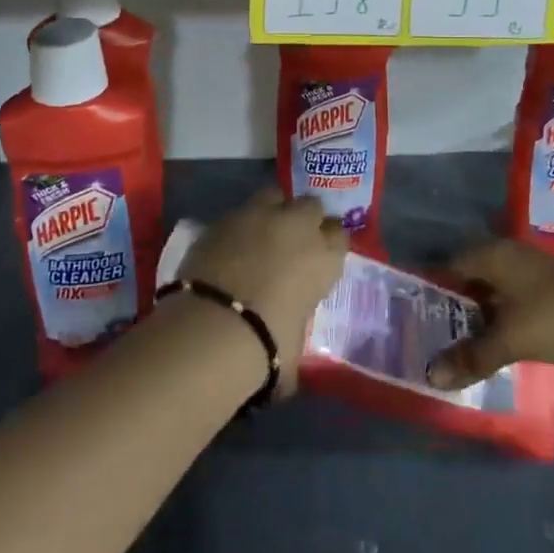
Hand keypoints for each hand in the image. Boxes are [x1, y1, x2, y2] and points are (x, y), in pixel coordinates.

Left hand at [178, 189, 348, 390]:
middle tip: (293, 240)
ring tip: (262, 232)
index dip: (330, 243)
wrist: (213, 328)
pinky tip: (230, 245)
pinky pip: (239, 213)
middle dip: (305, 219)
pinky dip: (239, 225)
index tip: (321, 256)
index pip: (340, 234)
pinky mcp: (223, 218)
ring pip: (274, 196)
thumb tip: (288, 356)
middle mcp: (296, 225)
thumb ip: (296, 334)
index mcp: (323, 256)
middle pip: (311, 205)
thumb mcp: (296, 347)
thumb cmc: (267, 346)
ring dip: (273, 210)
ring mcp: (258, 215)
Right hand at [427, 239, 553, 389]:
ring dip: (482, 305)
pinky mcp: (550, 282)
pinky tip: (502, 333)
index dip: (436, 286)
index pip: (452, 264)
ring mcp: (532, 265)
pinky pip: (513, 290)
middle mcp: (509, 252)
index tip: (422, 312)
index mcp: (493, 255)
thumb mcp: (509, 341)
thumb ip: (471, 357)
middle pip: (473, 271)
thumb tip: (431, 376)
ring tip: (467, 335)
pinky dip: (502, 308)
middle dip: (458, 298)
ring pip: (495, 282)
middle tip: (440, 327)